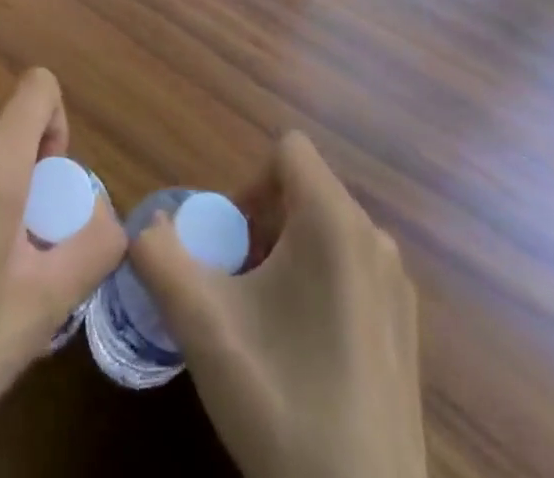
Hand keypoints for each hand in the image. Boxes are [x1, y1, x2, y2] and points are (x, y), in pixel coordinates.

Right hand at [130, 131, 425, 477]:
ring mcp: (397, 285)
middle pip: (304, 191)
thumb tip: (147, 224)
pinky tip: (300, 354)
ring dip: (285, 256)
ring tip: (263, 321)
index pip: (288, 151)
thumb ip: (161, 257)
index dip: (248, 183)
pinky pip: (351, 270)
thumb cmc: (282, 403)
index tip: (230, 244)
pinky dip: (317, 285)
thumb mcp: (203, 326)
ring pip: (326, 232)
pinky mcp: (406, 327)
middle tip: (236, 285)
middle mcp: (375, 238)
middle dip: (261, 225)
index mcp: (335, 221)